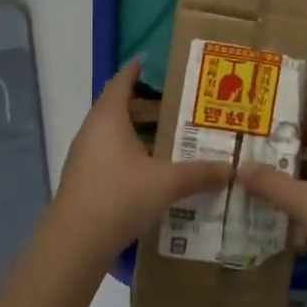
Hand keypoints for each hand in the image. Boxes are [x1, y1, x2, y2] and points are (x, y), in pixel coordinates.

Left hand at [51, 61, 232, 256]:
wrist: (76, 241)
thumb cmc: (120, 196)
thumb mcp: (167, 182)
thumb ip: (199, 173)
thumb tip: (231, 169)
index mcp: (108, 118)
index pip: (121, 82)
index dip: (136, 72)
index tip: (151, 64)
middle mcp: (92, 131)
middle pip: (120, 109)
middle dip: (148, 109)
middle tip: (179, 111)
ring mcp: (84, 157)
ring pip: (115, 135)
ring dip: (141, 135)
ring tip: (172, 143)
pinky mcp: (84, 180)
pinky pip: (110, 157)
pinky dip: (132, 156)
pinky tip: (154, 173)